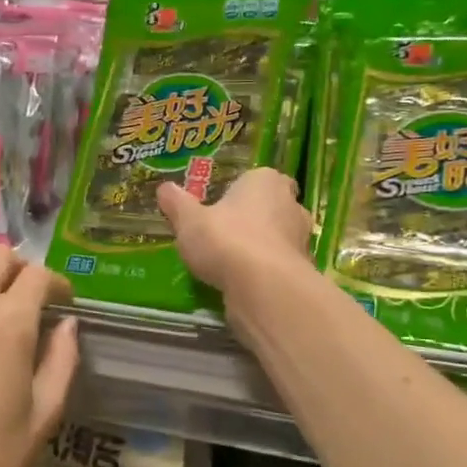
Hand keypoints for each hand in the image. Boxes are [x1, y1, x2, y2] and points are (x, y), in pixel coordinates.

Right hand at [157, 168, 313, 291]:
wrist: (264, 288)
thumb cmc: (226, 240)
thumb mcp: (189, 220)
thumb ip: (177, 203)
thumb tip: (164, 188)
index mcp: (266, 181)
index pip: (256, 179)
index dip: (239, 192)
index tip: (219, 207)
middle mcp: (291, 204)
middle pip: (271, 207)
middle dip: (253, 218)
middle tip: (224, 233)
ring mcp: (302, 238)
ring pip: (278, 237)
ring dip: (260, 246)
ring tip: (231, 262)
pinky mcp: (303, 270)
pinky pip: (280, 265)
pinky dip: (266, 271)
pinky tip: (245, 283)